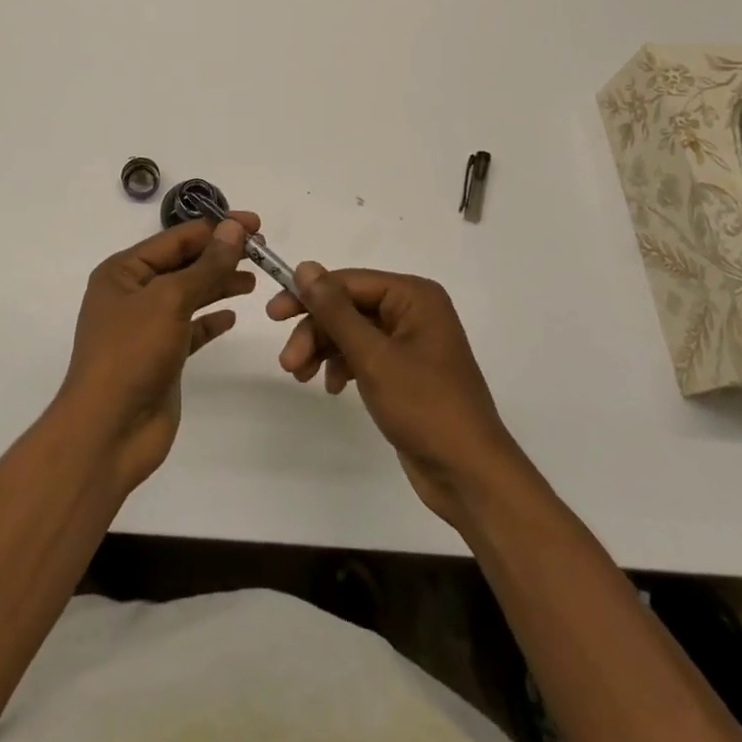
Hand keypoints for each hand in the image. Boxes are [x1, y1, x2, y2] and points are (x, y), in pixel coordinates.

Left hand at [55, 214, 258, 495]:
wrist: (108, 432)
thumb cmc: (131, 353)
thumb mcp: (169, 300)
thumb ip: (206, 266)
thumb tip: (234, 228)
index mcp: (123, 271)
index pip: (176, 238)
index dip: (216, 228)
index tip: (255, 224)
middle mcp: (133, 293)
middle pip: (184, 263)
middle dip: (220, 255)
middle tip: (262, 250)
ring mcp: (147, 326)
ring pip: (190, 294)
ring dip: (219, 284)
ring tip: (254, 279)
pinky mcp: (162, 356)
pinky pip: (191, 328)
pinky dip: (211, 319)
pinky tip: (232, 316)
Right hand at [269, 265, 527, 527]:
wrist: (469, 475)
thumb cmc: (424, 407)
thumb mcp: (373, 356)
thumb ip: (336, 311)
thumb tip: (305, 267)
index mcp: (414, 296)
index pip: (349, 282)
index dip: (309, 295)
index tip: (273, 314)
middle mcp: (413, 311)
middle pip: (348, 307)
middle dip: (315, 332)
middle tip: (287, 362)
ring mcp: (410, 342)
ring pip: (352, 332)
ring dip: (324, 350)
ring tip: (301, 376)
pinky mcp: (405, 371)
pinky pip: (364, 355)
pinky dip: (343, 366)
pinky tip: (330, 387)